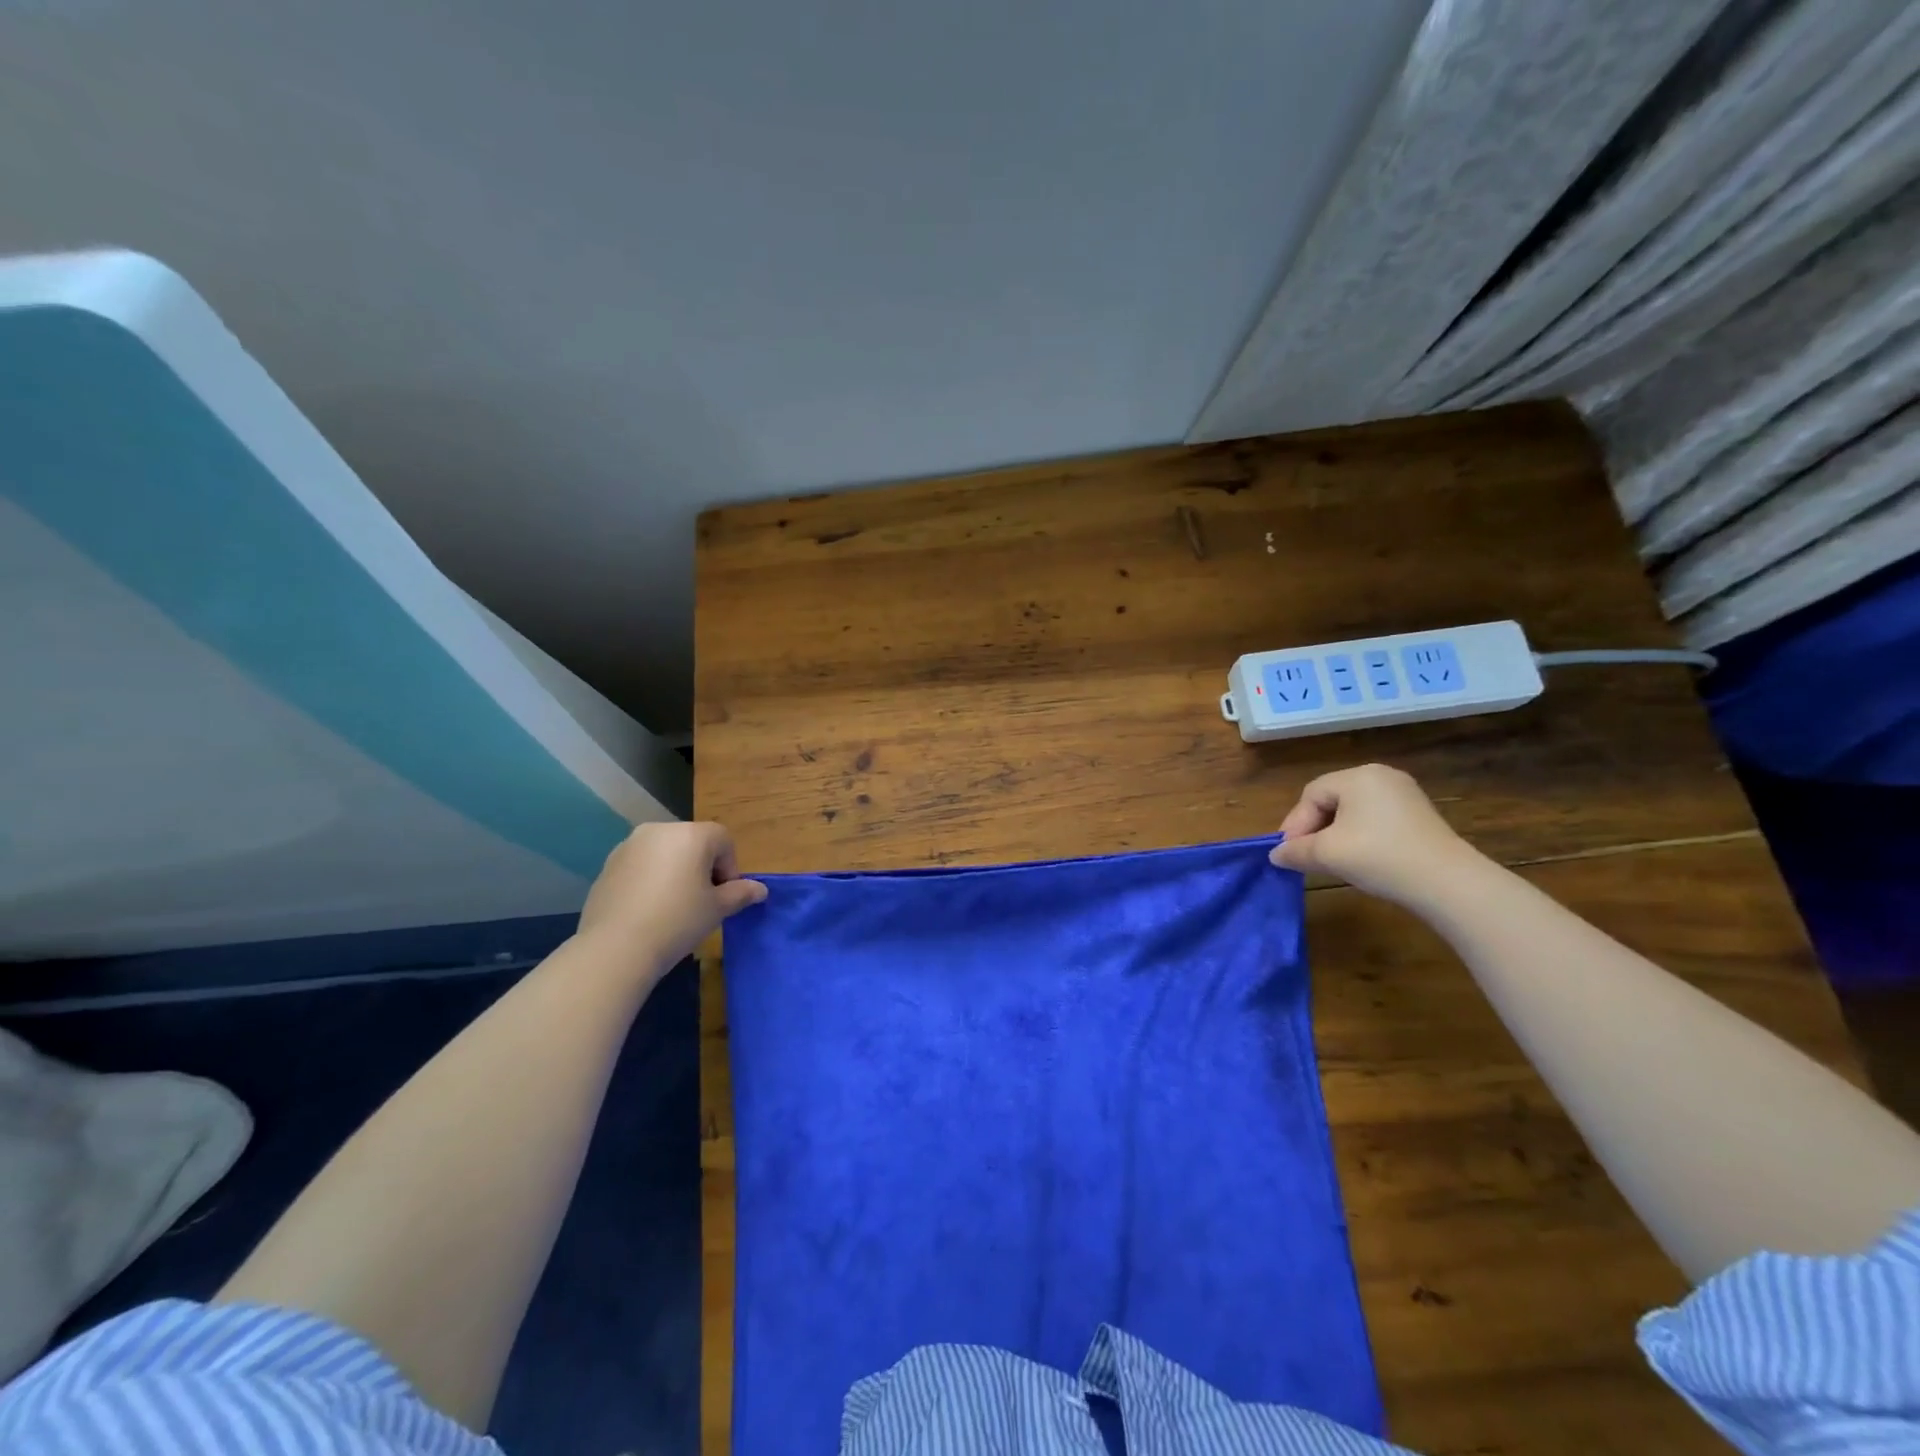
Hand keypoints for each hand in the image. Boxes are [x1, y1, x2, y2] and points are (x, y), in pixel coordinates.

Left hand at [576, 821, 766, 973]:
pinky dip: (650, 880)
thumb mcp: (717, 909)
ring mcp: (629, 845)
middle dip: (702, 867)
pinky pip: (641, 865)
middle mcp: (660, 830)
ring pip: (665, 853)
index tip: (723, 897)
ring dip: (675, 871)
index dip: (730, 868)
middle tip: (701, 902)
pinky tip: (648, 910)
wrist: (616, 948)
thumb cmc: (678, 921)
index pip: (723, 840)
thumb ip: (741, 893)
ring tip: (673, 907)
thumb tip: (760, 890)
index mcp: (691, 834)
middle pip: (693, 842)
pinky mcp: (608, 864)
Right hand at [1269, 764, 1476, 904]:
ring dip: (1336, 835)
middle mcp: (1382, 776)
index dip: (1296, 824)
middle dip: (1314, 829)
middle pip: (1332, 800)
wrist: (1447, 883)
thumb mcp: (1327, 854)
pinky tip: (1361, 860)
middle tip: (1306, 857)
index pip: (1311, 794)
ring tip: (1331, 861)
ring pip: (1354, 812)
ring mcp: (1405, 795)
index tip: (1289, 853)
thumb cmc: (1379, 857)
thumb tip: (1276, 854)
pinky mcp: (1420, 817)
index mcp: (1358, 776)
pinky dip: (1361, 838)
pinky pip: (1376, 821)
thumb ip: (1295, 851)